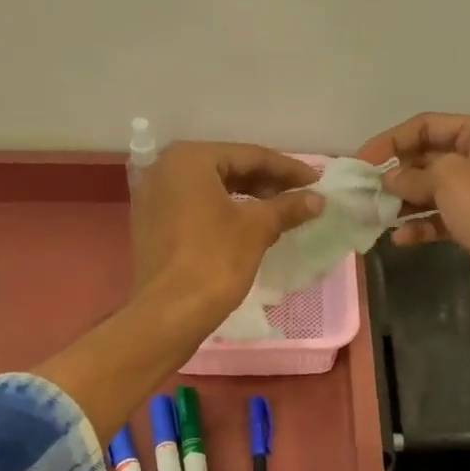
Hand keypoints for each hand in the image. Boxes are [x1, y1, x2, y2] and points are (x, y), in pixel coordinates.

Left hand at [130, 142, 323, 329]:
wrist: (168, 314)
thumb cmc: (214, 260)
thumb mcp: (257, 228)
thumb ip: (288, 207)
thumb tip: (317, 199)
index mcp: (190, 159)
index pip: (249, 156)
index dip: (288, 169)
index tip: (316, 181)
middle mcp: (165, 168)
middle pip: (229, 168)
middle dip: (267, 182)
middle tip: (301, 195)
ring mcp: (154, 196)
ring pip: (212, 188)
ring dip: (248, 197)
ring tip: (281, 211)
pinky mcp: (152, 223)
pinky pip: (196, 206)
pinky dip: (224, 211)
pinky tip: (251, 226)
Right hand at [357, 113, 469, 326]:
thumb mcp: (447, 177)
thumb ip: (411, 175)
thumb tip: (389, 181)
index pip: (428, 125)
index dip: (392, 140)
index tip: (362, 161)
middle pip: (428, 157)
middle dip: (397, 173)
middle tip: (366, 190)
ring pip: (431, 191)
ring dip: (403, 202)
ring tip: (375, 214)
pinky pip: (439, 220)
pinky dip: (419, 226)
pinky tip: (399, 239)